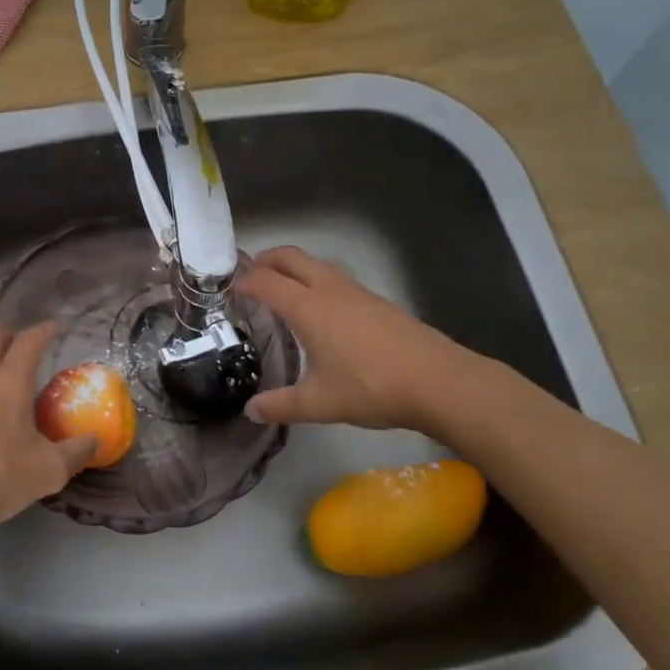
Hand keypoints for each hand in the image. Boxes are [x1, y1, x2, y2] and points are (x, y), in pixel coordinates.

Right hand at [236, 246, 484, 433]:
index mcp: (308, 307)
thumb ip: (281, 405)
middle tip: (251, 274)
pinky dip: (319, 281)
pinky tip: (325, 311)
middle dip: (267, 259)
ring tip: (285, 289)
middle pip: (291, 257)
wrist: (439, 382)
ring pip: (318, 264)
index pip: (266, 281)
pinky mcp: (379, 302)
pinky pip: (339, 279)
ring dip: (296, 267)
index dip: (245, 281)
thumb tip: (251, 412)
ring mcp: (358, 292)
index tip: (230, 289)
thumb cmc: (371, 388)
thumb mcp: (320, 403)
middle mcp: (330, 290)